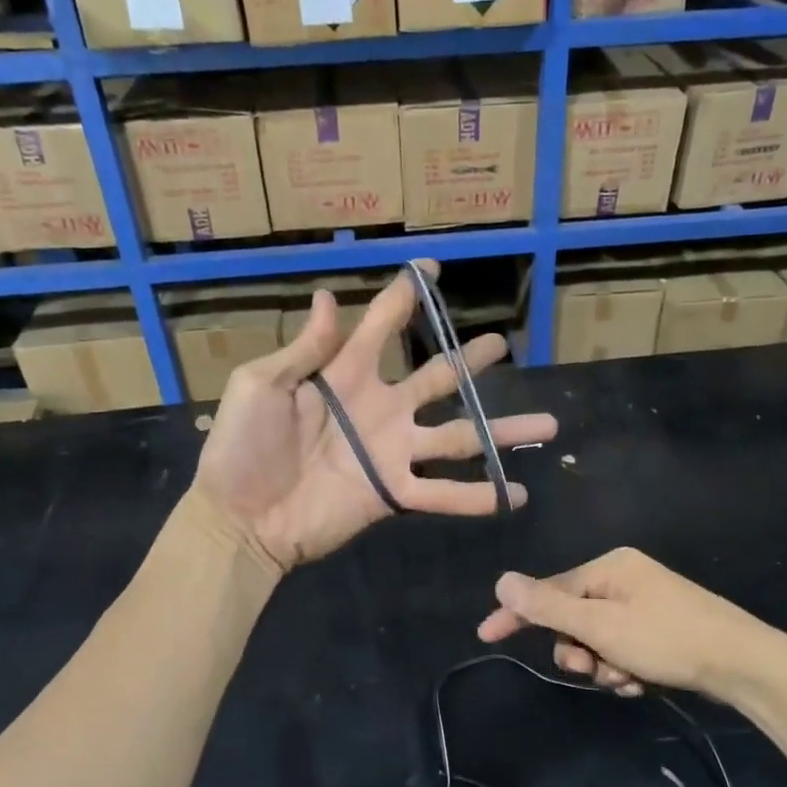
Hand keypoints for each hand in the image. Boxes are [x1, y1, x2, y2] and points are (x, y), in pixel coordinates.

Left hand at [194, 263, 559, 570]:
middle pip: (436, 378)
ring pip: (458, 436)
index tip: (432, 269)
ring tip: (547, 424)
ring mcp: (391, 452)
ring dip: (500, 431)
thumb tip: (326, 297)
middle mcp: (379, 408)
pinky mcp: (393, 493)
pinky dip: (479, 496)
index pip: (382, 325)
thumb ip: (304, 349)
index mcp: (345, 375)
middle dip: (470, 360)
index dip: (405, 295)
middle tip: (502, 344)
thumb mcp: (260, 385)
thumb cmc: (242, 448)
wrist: (240, 517)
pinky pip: (443, 494)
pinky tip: (517, 494)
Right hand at [476, 547, 786, 701]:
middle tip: (591, 670)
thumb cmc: (667, 639)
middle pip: (573, 617)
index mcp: (609, 567)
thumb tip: (502, 582)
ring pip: (597, 639)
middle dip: (577, 649)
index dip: (517, 614)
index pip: (548, 589)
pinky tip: (641, 683)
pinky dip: (623, 668)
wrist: (743, 663)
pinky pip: (622, 648)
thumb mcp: (601, 626)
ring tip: (625, 680)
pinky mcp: (659, 628)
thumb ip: (549, 606)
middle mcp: (623, 579)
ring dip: (602, 665)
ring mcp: (644, 603)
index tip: (485, 635)